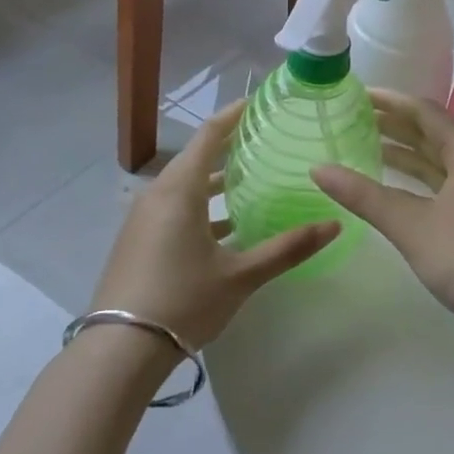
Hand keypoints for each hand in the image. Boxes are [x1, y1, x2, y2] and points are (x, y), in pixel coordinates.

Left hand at [90, 101, 337, 347]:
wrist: (119, 351)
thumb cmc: (183, 301)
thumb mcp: (240, 275)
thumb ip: (288, 248)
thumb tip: (335, 226)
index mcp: (180, 189)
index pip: (209, 134)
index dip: (234, 114)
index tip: (259, 103)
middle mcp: (158, 194)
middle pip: (196, 156)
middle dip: (229, 146)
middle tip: (265, 139)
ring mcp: (144, 218)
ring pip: (185, 184)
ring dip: (215, 179)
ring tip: (252, 178)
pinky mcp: (139, 240)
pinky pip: (174, 206)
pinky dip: (201, 204)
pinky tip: (227, 225)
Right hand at [313, 91, 453, 343]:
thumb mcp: (409, 224)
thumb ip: (363, 195)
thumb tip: (318, 168)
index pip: (424, 111)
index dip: (390, 100)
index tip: (357, 94)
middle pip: (431, 131)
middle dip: (394, 123)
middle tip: (354, 116)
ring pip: (437, 158)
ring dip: (404, 150)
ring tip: (365, 143)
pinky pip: (441, 180)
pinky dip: (415, 176)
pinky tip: (392, 184)